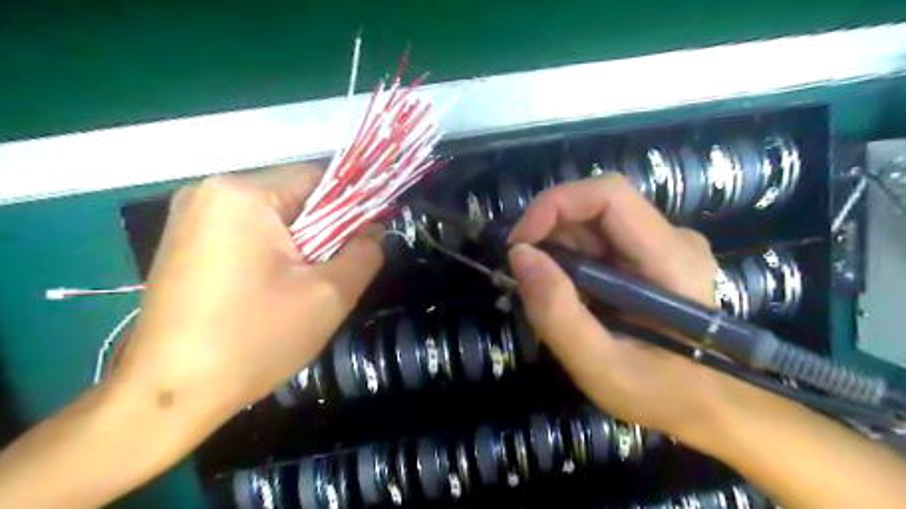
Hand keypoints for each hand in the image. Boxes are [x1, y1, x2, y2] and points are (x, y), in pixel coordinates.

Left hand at [112, 163, 381, 433]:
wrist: (169, 396)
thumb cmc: (254, 339)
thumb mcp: (329, 295)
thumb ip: (365, 253)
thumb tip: (374, 231)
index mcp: (243, 194)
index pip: (319, 177)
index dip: (352, 205)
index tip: (365, 240)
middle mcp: (210, 192)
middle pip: (294, 197)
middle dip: (323, 231)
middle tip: (332, 273)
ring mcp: (191, 217)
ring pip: (273, 218)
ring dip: (299, 245)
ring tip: (303, 287)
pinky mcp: (185, 243)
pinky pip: (248, 234)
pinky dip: (272, 254)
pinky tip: (271, 290)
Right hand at [506, 172, 746, 443]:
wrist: (707, 405)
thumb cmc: (659, 394)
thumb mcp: (599, 366)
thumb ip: (557, 312)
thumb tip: (519, 254)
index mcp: (671, 259)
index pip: (609, 195)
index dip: (555, 205)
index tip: (519, 244)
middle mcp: (672, 238)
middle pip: (596, 206)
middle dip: (548, 231)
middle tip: (522, 273)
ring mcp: (663, 244)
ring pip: (593, 222)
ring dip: (556, 248)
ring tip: (544, 291)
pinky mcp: (651, 254)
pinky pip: (599, 239)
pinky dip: (569, 258)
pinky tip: (567, 292)